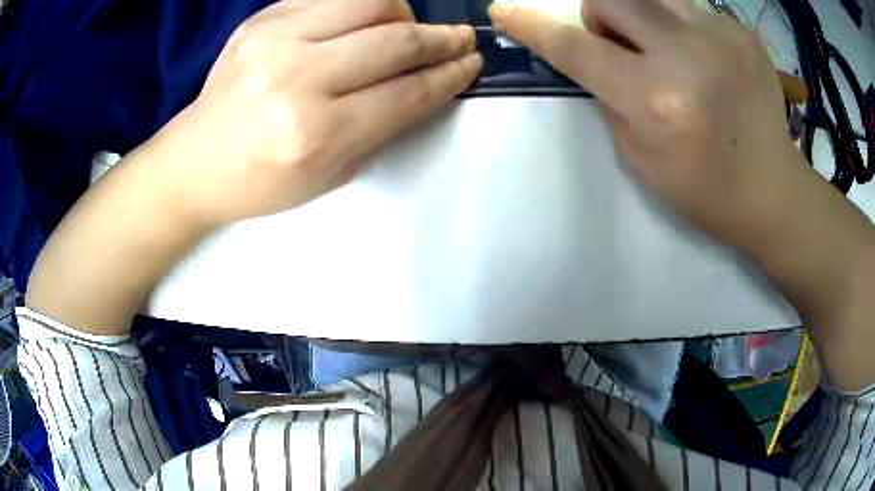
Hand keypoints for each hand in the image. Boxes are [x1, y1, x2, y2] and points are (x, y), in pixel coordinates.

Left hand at [155, 0, 481, 225]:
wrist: (194, 162)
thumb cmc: (260, 182)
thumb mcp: (330, 175)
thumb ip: (381, 127)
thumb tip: (424, 85)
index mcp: (315, 133)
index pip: (406, 92)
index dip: (449, 76)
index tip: (471, 64)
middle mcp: (296, 78)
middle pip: (395, 41)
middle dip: (441, 40)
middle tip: (460, 40)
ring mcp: (274, 39)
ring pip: (370, 2)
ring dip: (404, 14)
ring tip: (408, 29)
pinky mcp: (261, 19)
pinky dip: (362, 6)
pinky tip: (365, 22)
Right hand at [488, 0, 798, 250]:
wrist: (773, 191)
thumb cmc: (705, 190)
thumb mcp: (641, 159)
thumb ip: (610, 99)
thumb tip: (595, 57)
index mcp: (657, 101)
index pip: (577, 49)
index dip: (533, 28)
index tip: (504, 11)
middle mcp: (687, 56)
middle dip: (600, 15)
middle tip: (620, 45)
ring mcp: (721, 36)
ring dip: (642, 16)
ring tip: (666, 50)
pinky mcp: (741, 32)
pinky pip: (691, 10)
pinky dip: (683, 29)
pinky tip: (705, 61)